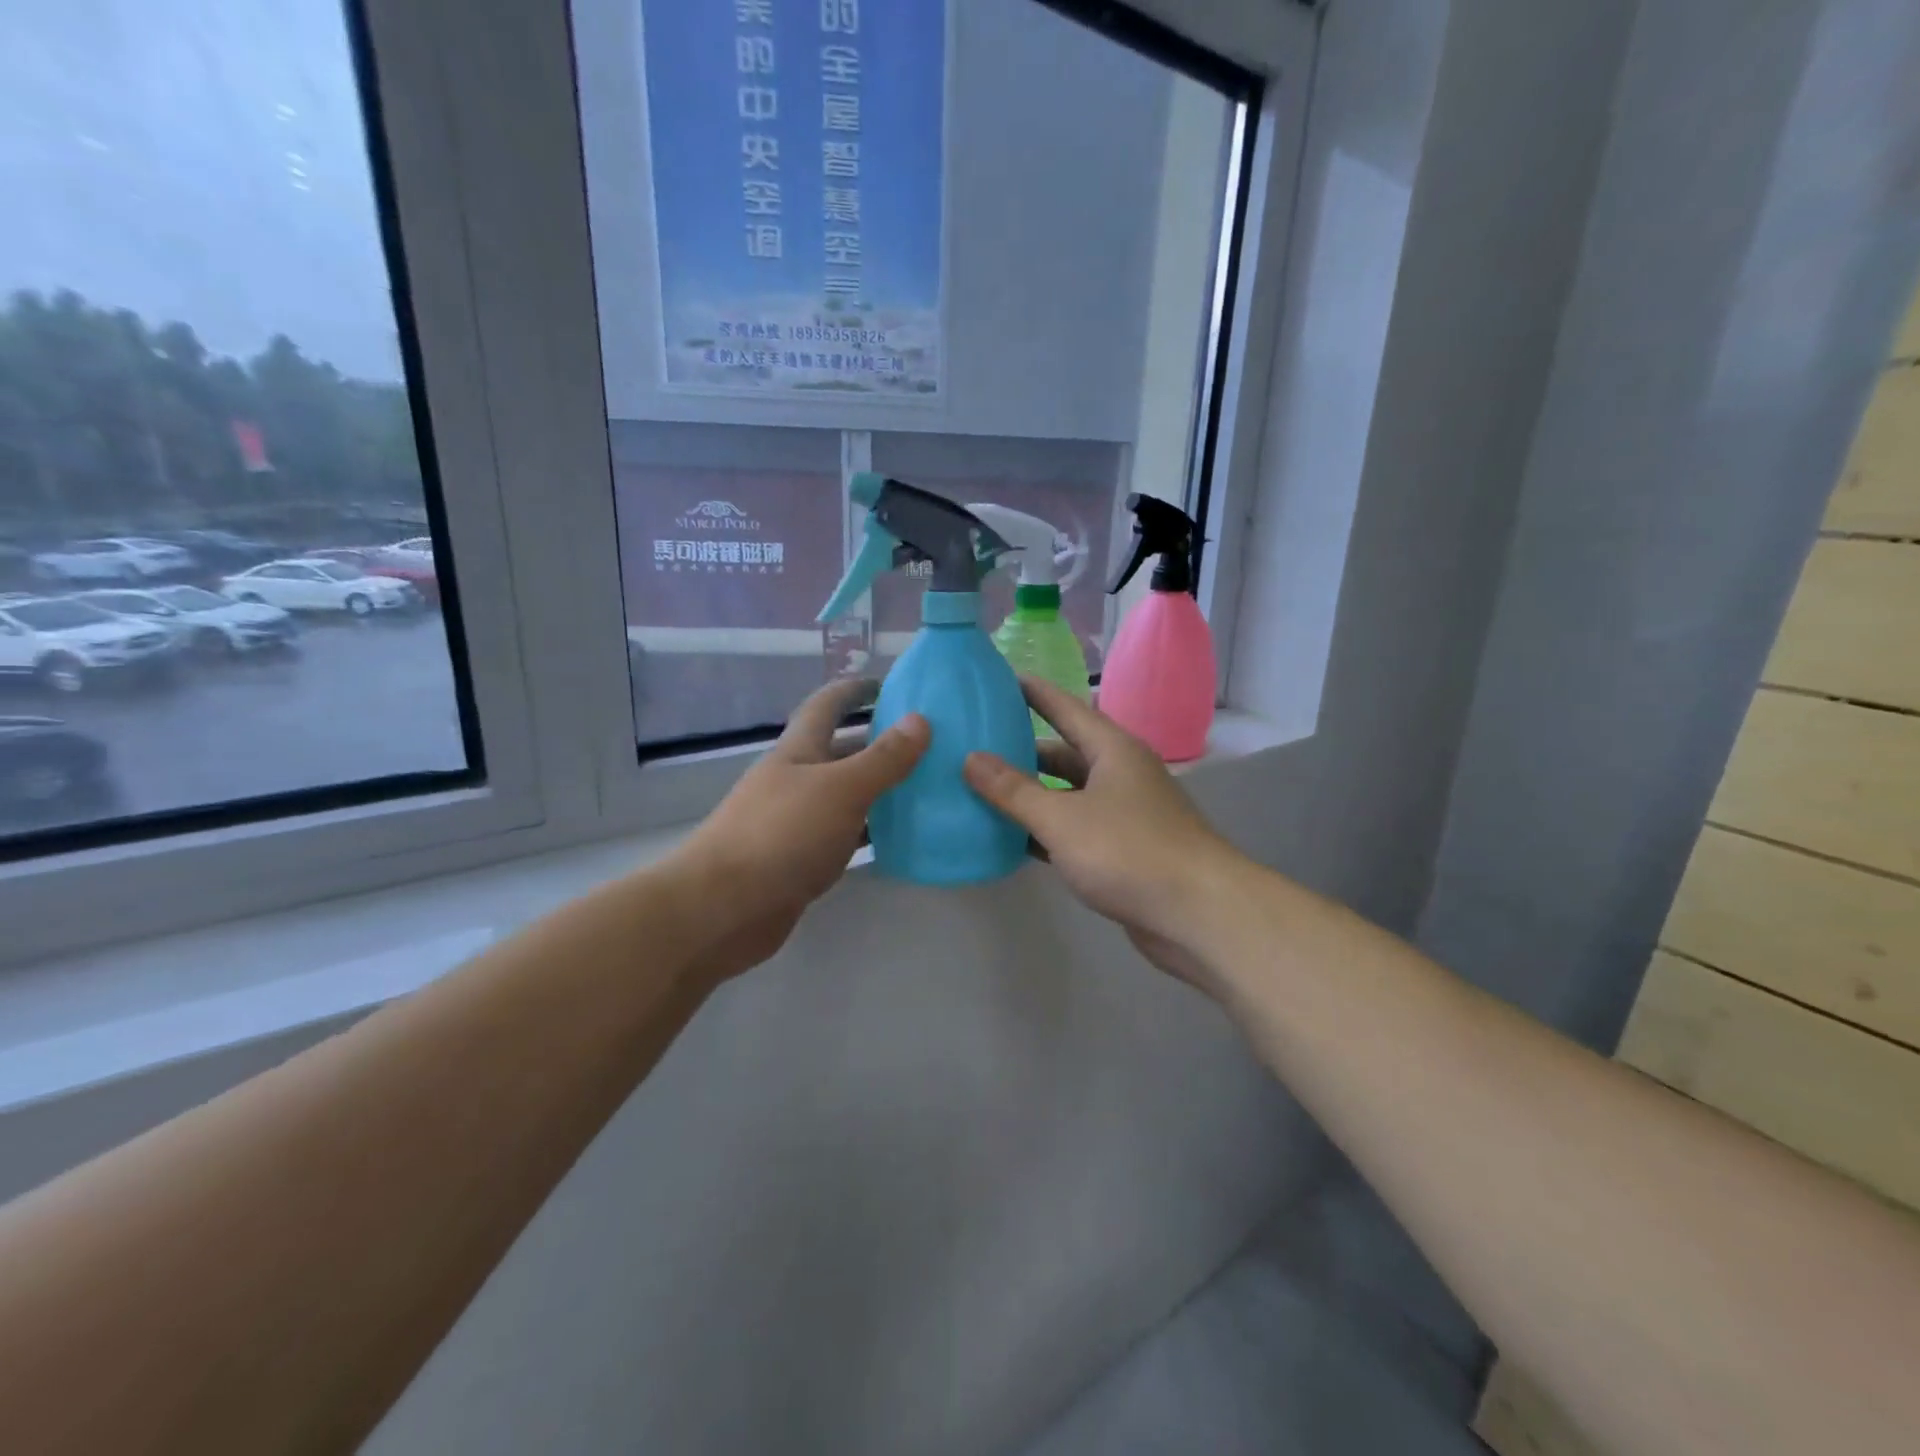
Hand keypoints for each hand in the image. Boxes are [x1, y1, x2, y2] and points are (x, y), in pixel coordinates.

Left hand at [677, 678, 928, 979]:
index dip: (854, 690)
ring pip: (844, 796)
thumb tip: (920, 720)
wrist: (723, 908)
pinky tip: (901, 836)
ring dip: (879, 789)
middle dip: (878, 742)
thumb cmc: (782, 834)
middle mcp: (794, 780)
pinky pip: (843, 835)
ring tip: (926, 786)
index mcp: (798, 751)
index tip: (888, 684)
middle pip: (840, 751)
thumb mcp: (841, 789)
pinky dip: (870, 831)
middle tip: (927, 743)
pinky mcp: (799, 860)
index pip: (826, 706)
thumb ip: (883, 758)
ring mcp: (794, 822)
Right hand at [962, 677, 1242, 988]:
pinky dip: (1047, 832)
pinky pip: (1076, 830)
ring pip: (1069, 795)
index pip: (1066, 707)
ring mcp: (1126, 814)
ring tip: (983, 791)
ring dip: (1032, 795)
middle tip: (976, 746)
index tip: (1000, 679)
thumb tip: (971, 758)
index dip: (1033, 693)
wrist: (1198, 914)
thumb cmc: (1129, 851)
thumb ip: (1013, 790)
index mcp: (1113, 750)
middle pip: (1064, 753)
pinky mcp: (1125, 851)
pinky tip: (1013, 840)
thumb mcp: (1061, 818)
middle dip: (1023, 751)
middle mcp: (1121, 774)